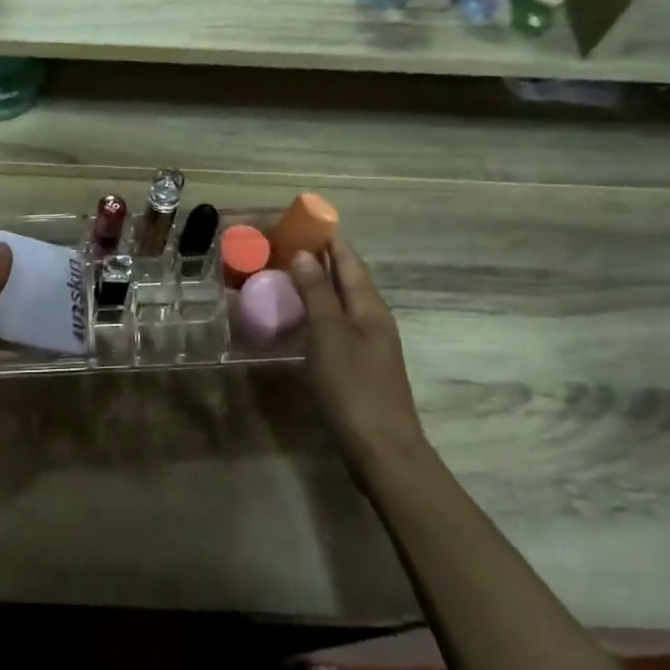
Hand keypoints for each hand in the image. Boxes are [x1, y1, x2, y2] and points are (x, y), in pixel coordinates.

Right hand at [289, 238, 431, 483]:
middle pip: (349, 280)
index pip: (350, 261)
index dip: (330, 239)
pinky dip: (318, 314)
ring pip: (343, 304)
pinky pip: (337, 327)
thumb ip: (317, 294)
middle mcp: (374, 320)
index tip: (304, 220)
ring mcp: (369, 346)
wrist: (381, 449)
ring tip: (288, 275)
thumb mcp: (329, 335)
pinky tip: (301, 321)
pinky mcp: (359, 368)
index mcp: (370, 307)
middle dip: (323, 259)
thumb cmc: (353, 387)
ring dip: (319, 287)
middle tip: (287, 245)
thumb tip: (307, 253)